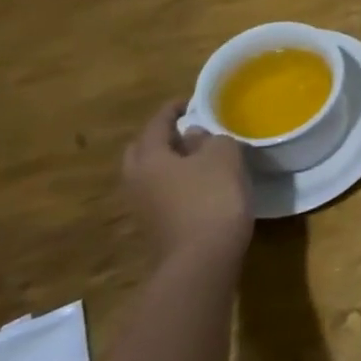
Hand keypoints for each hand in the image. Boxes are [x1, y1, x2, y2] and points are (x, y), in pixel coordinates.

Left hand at [121, 100, 252, 265]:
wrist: (202, 260)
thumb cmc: (212, 198)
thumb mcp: (224, 157)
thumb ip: (210, 139)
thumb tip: (194, 137)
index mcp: (148, 158)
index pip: (157, 123)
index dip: (174, 108)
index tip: (192, 100)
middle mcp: (136, 180)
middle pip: (142, 150)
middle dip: (162, 137)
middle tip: (188, 130)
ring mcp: (141, 207)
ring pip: (150, 174)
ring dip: (169, 163)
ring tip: (198, 157)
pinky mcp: (154, 227)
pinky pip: (160, 194)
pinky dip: (175, 183)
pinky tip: (200, 185)